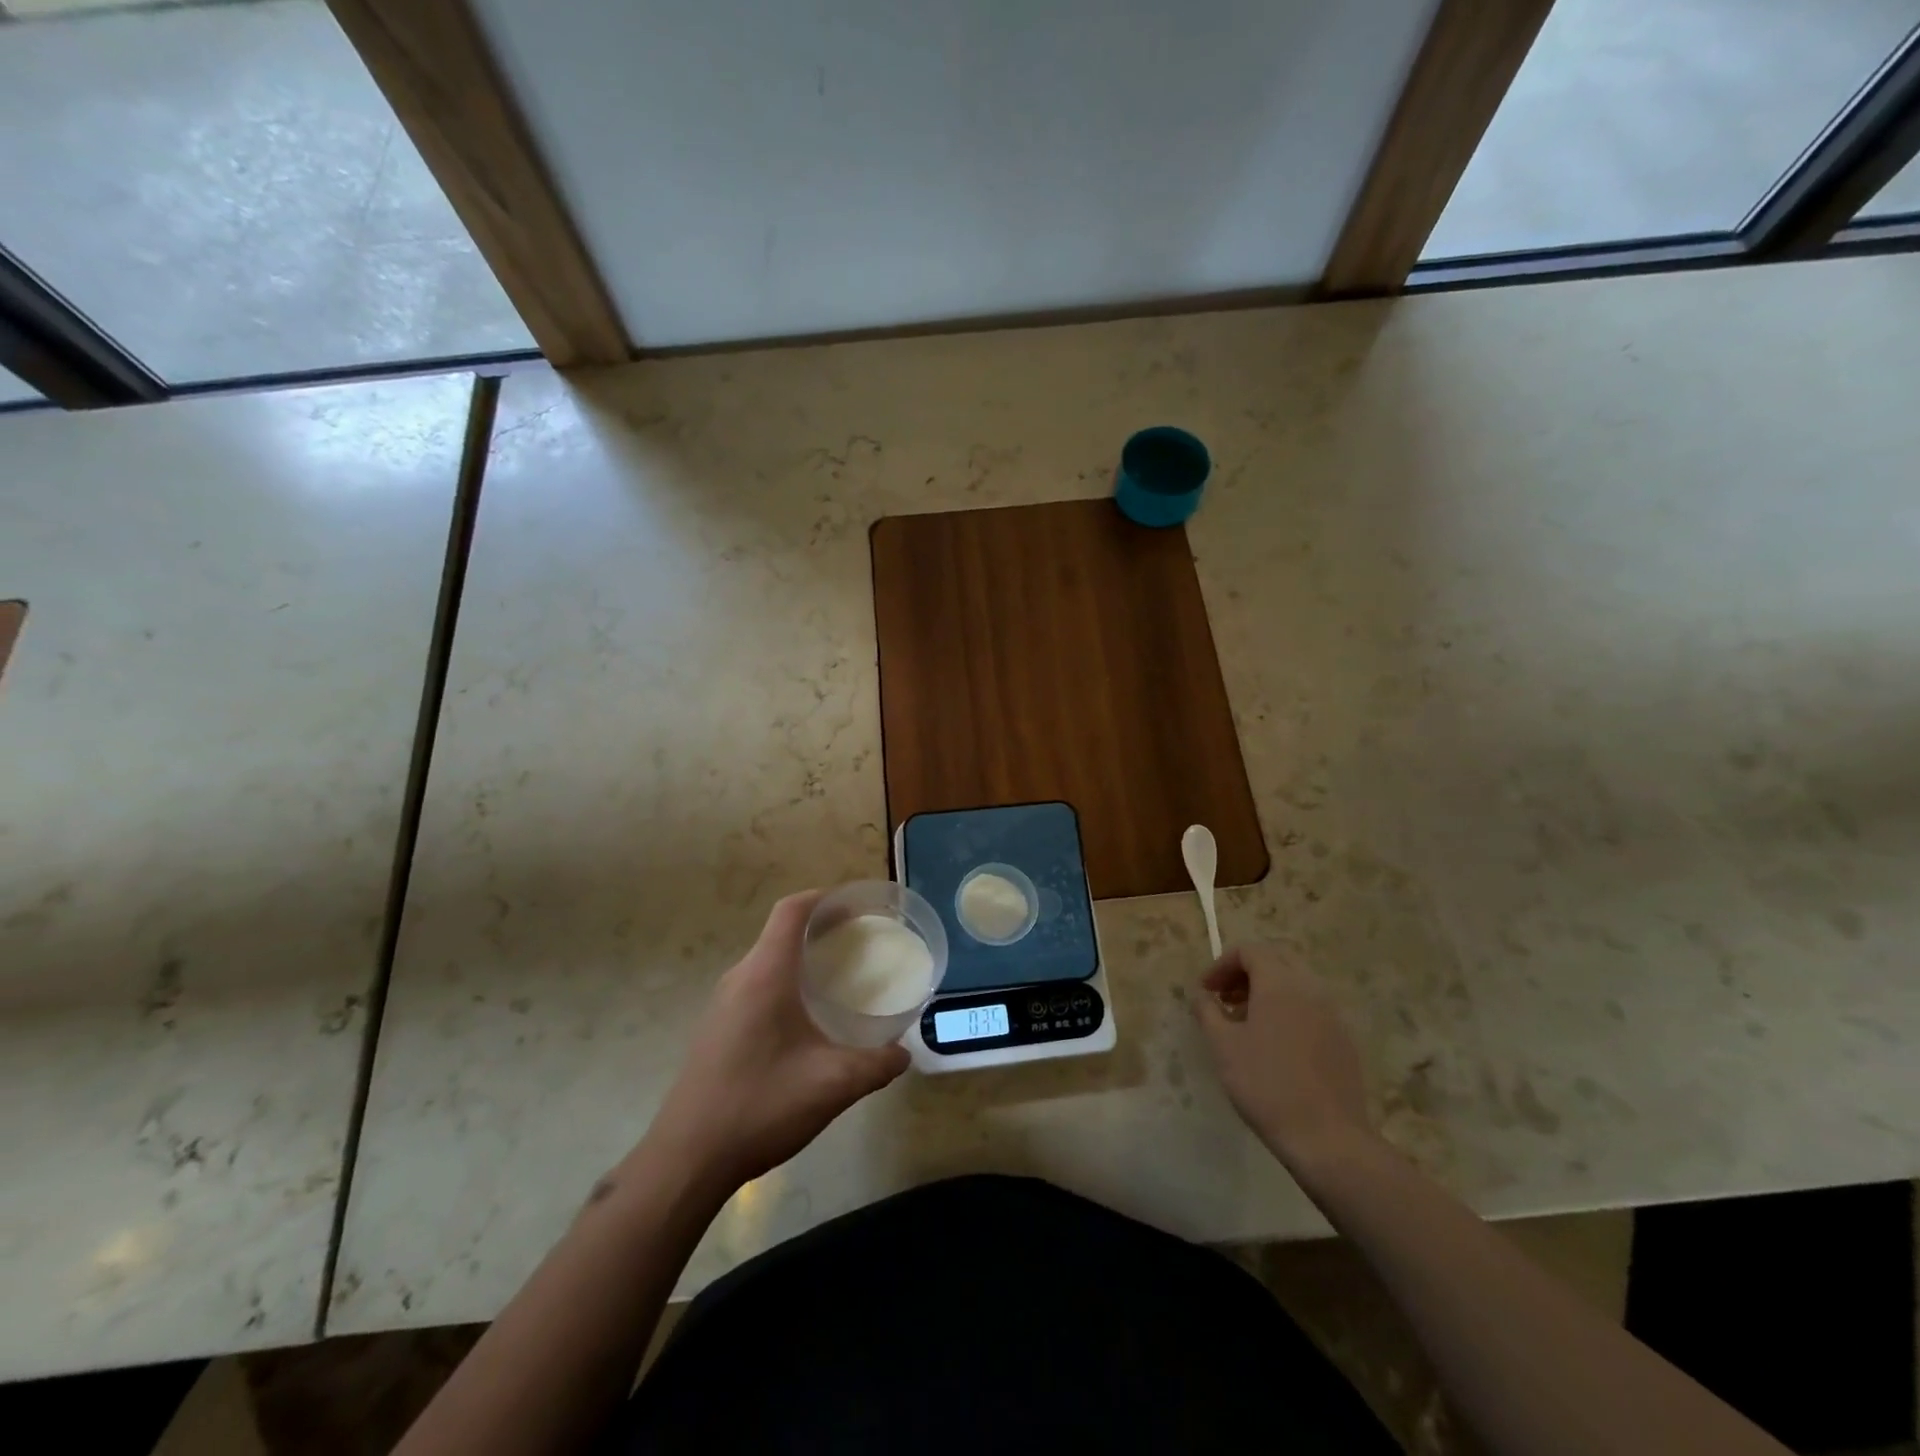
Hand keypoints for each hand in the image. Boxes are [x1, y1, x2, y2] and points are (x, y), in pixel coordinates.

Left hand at [642, 891, 908, 1196]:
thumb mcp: (832, 1085)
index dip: (825, 898)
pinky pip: (756, 986)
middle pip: (781, 932)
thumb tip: (904, 1055)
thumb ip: (876, 1065)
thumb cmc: (760, 1106)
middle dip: (822, 928)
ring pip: (768, 960)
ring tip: (840, 976)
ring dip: (802, 958)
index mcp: (765, 974)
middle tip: (862, 943)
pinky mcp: (716, 1028)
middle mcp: (740, 978)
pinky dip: (786, 982)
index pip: (792, 910)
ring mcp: (722, 1004)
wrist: (687, 1159)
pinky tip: (807, 1019)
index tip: (859, 906)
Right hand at [1194, 943, 1374, 1165]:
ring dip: (1266, 991)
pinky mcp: (1344, 1039)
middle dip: (1245, 972)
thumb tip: (1200, 994)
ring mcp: (1332, 1014)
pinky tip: (1274, 1044)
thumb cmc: (1266, 1085)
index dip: (1222, 964)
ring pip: (1295, 984)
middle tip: (1224, 998)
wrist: (1328, 1138)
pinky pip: (1311, 1008)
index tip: (1206, 990)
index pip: (1249, 951)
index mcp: (1280, 984)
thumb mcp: (1223, 1046)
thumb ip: (1207, 1011)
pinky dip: (1288, 1010)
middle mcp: (1310, 989)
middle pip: (1276, 960)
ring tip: (1245, 1022)